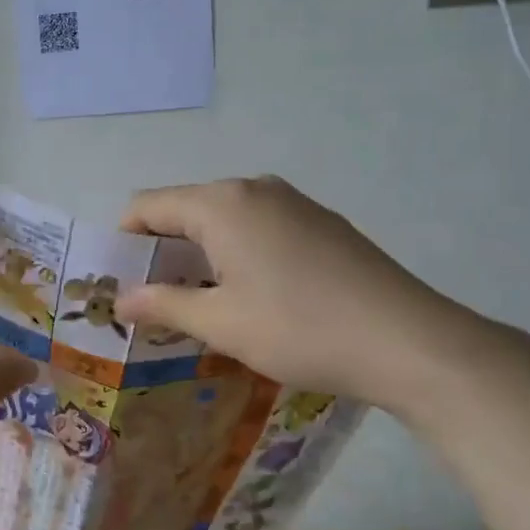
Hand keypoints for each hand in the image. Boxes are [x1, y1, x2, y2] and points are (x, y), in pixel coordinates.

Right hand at [114, 176, 503, 416]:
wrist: (409, 341)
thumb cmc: (299, 328)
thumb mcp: (221, 323)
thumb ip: (163, 304)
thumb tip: (121, 299)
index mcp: (221, 203)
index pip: (147, 205)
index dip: (124, 242)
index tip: (120, 284)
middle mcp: (254, 188)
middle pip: (186, 209)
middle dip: (163, 251)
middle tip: (154, 301)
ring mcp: (294, 202)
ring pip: (225, 220)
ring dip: (201, 255)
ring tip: (202, 305)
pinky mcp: (322, 223)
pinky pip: (260, 228)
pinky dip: (238, 254)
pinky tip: (254, 297)